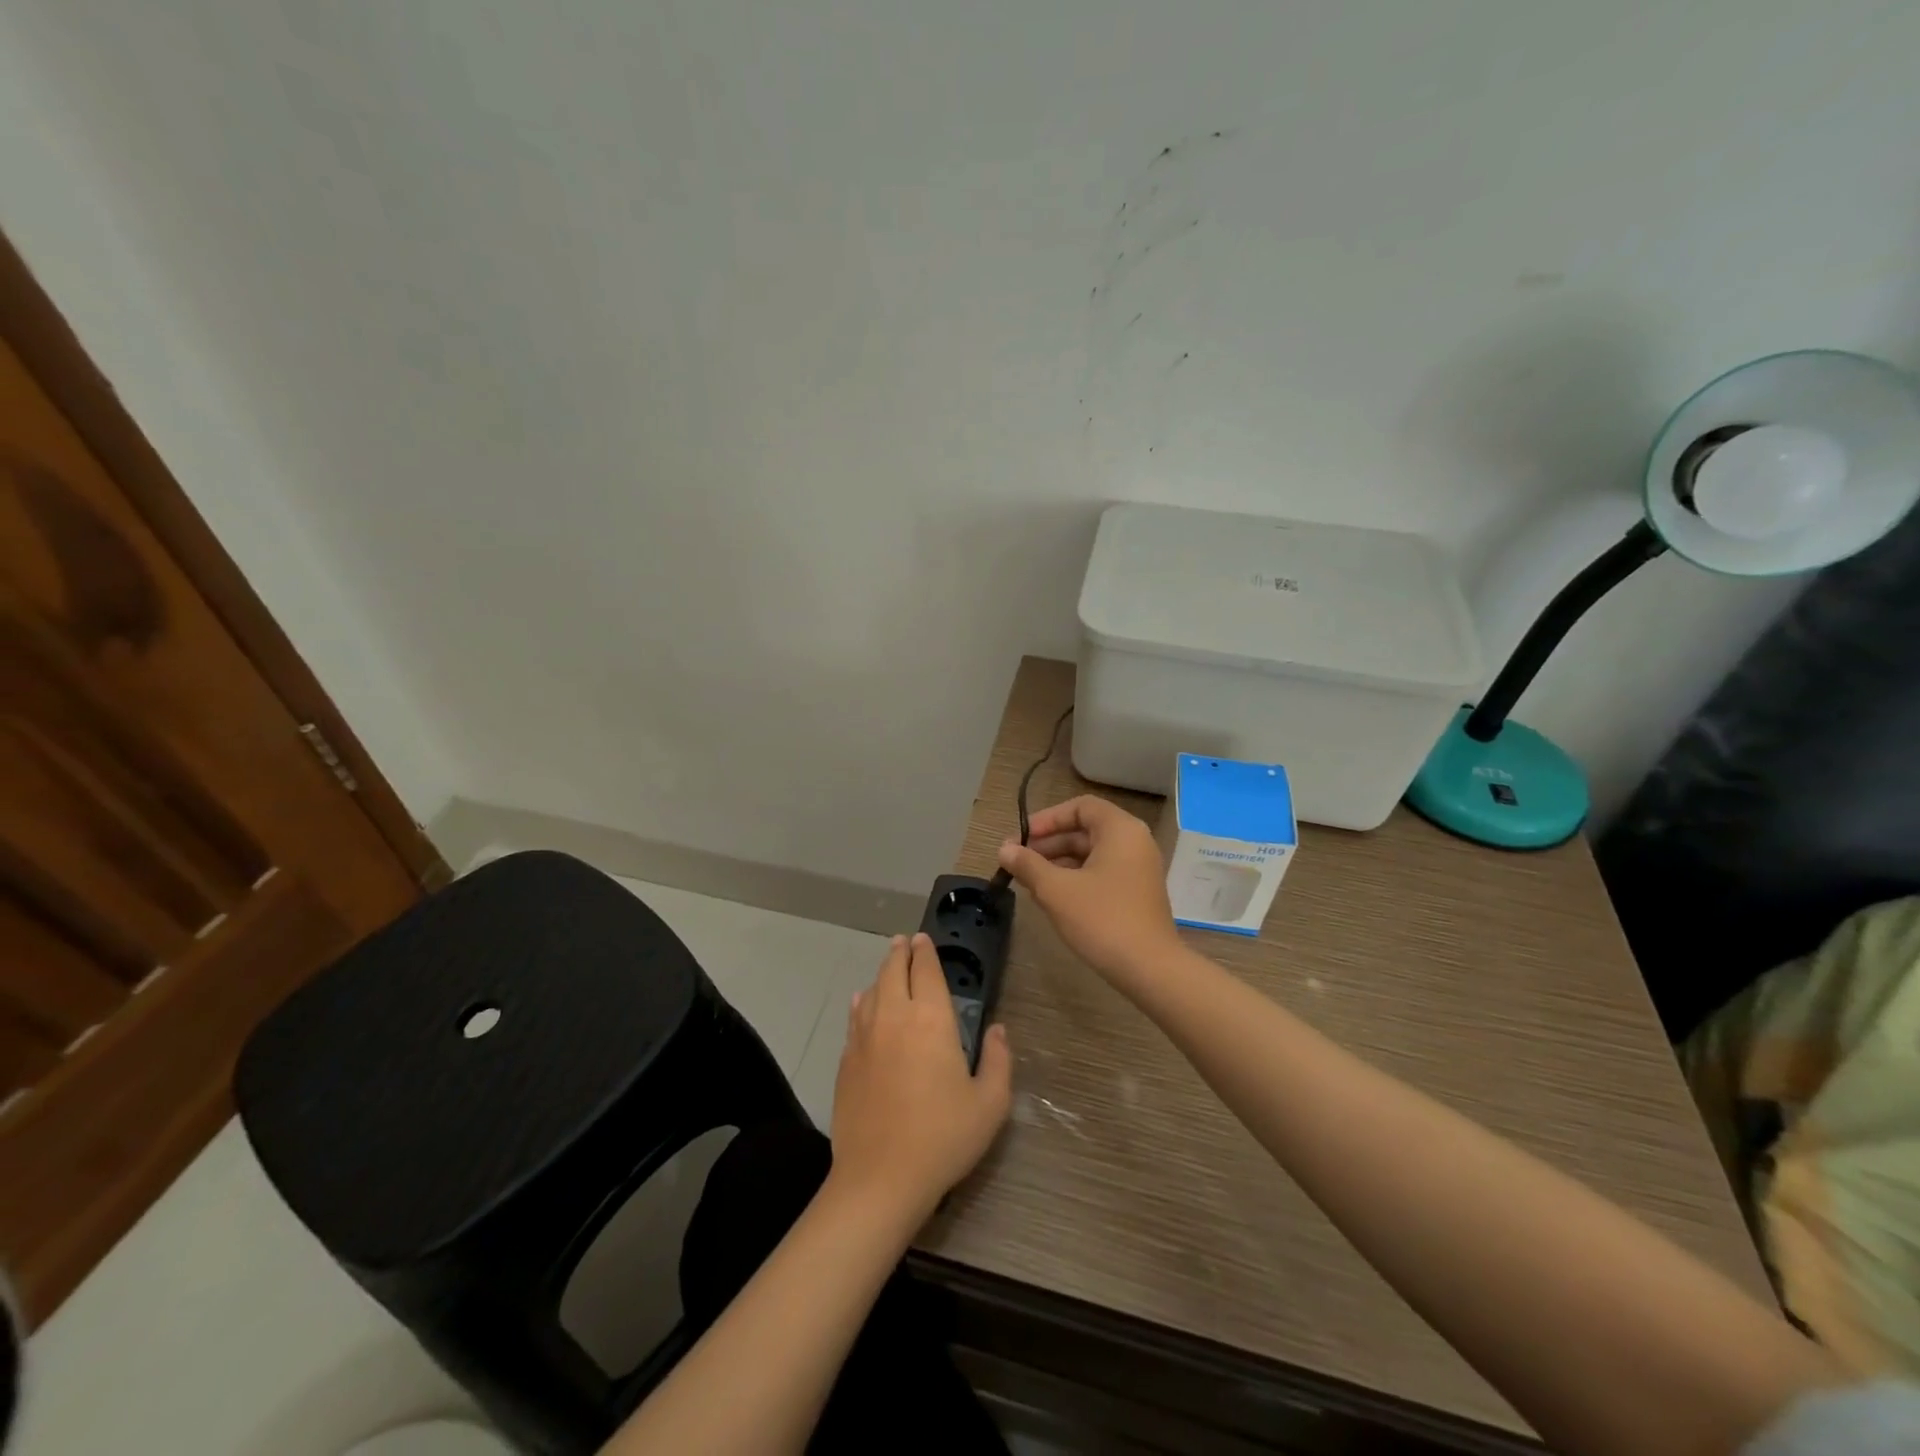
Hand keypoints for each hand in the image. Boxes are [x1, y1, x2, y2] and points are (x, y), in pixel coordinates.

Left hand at [829, 933, 1012, 1227]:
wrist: (880, 1177)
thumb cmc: (943, 1137)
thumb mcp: (990, 1103)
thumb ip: (998, 1060)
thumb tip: (998, 1030)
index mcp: (931, 1020)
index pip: (927, 971)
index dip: (927, 951)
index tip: (925, 938)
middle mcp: (895, 1017)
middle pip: (893, 971)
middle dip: (900, 952)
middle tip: (904, 941)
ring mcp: (865, 1037)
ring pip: (872, 990)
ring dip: (882, 974)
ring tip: (888, 967)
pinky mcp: (846, 1060)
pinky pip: (854, 1017)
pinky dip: (862, 1002)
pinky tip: (862, 1002)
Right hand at [996, 795, 1182, 986]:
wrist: (1150, 969)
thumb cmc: (1102, 919)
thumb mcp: (1056, 890)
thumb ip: (1028, 865)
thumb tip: (1004, 849)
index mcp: (1120, 830)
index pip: (1080, 807)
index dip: (1047, 819)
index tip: (1021, 838)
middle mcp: (1134, 842)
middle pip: (1085, 830)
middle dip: (1048, 843)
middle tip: (1016, 861)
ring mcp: (1138, 869)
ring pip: (1091, 854)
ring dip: (1058, 863)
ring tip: (1028, 881)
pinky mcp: (1137, 893)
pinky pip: (1101, 872)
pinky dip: (1075, 878)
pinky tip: (1051, 897)